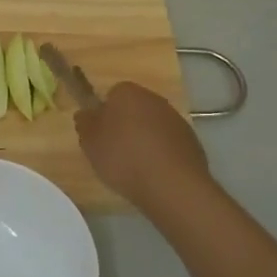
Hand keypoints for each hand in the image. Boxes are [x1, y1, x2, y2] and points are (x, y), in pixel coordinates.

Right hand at [75, 82, 211, 211]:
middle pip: (133, 108)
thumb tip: (86, 113)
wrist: (171, 184)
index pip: (111, 95)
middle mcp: (154, 98)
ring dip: (144, 140)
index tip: (100, 135)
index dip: (104, 115)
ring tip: (134, 167)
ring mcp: (176, 119)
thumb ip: (85, 123)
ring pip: (152, 125)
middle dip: (125, 125)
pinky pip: (168, 143)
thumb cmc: (123, 157)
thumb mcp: (90, 142)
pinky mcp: (191, 140)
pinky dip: (161, 153)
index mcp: (127, 92)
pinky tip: (154, 173)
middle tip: (114, 151)